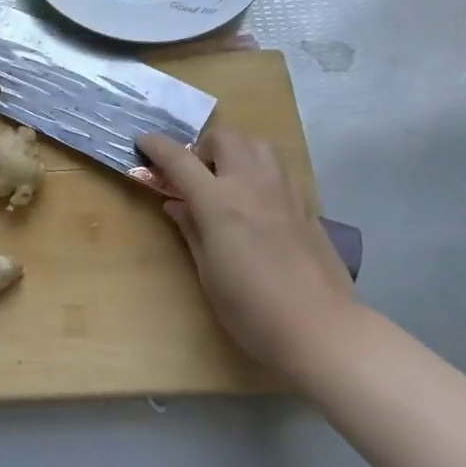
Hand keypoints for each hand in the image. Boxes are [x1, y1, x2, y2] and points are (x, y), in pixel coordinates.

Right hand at [138, 127, 360, 378]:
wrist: (321, 328)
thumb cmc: (252, 309)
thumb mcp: (208, 272)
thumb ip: (191, 229)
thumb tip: (174, 203)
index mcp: (219, 203)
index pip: (180, 160)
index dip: (157, 146)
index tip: (144, 141)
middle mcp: (251, 185)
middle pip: (225, 138)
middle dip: (204, 146)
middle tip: (197, 174)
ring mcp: (283, 191)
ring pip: (257, 144)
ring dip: (236, 151)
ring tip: (229, 179)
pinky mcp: (307, 204)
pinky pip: (279, 168)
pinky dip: (261, 170)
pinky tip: (258, 200)